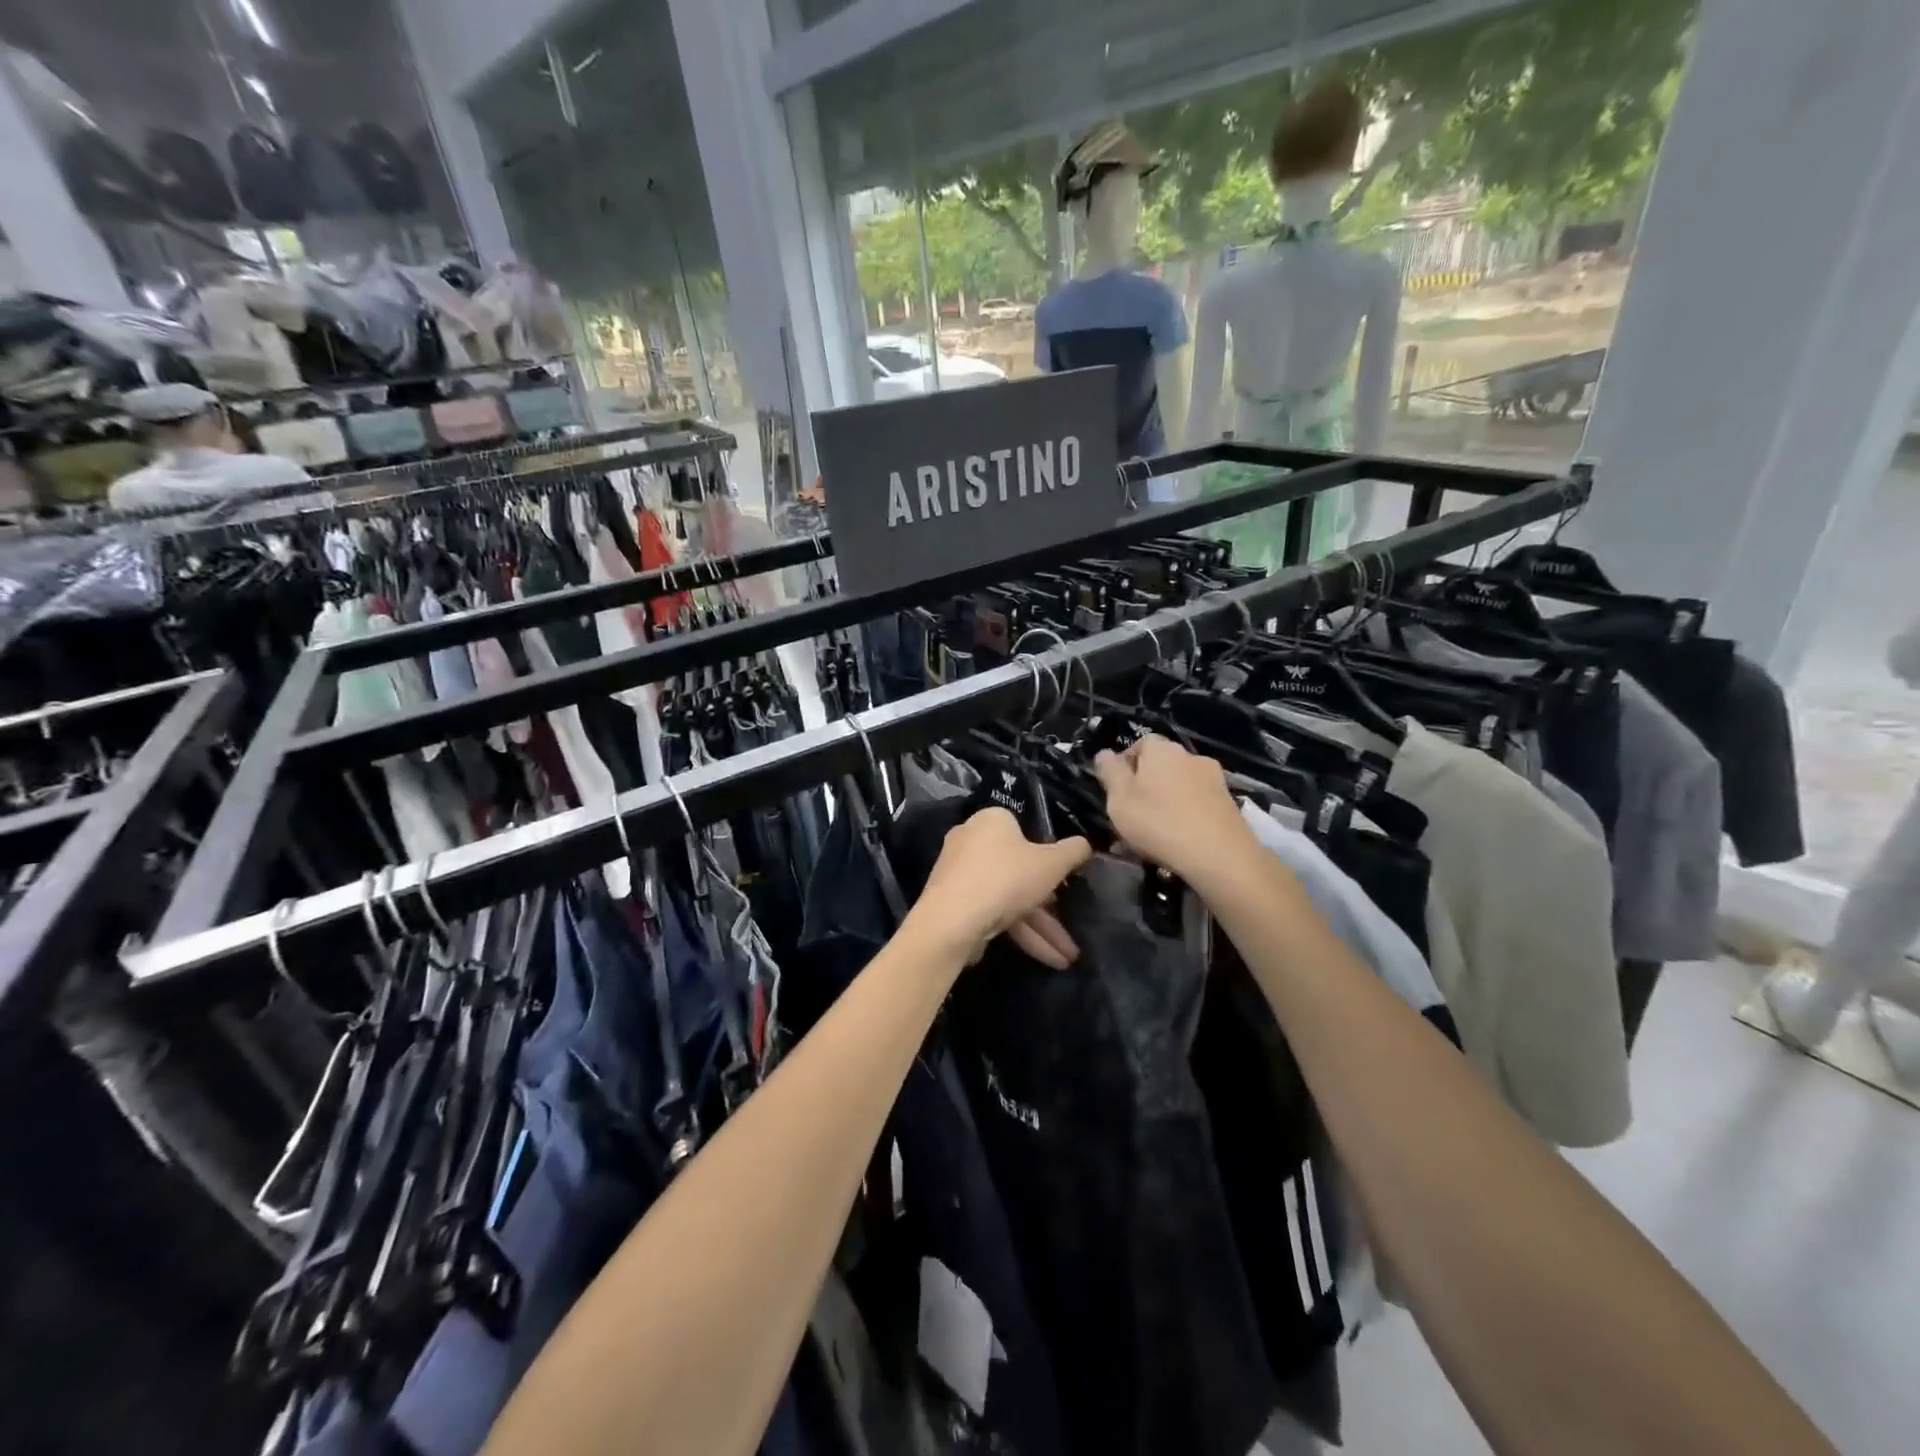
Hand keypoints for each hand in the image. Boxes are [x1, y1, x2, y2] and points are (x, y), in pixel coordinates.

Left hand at [909, 808, 1091, 969]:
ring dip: (1041, 929)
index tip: (1066, 879)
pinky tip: (1046, 958)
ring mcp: (960, 874)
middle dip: (1050, 907)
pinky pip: (994, 912)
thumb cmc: (1006, 879)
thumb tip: (1086, 844)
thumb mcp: (1052, 864)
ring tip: (1068, 958)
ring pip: (1009, 897)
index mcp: (991, 820)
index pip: (1025, 830)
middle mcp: (971, 841)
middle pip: (1019, 870)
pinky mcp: (954, 903)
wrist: (952, 921)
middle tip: (1072, 926)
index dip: (1049, 855)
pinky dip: (1020, 933)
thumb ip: (1073, 852)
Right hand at [1094, 734, 1259, 887]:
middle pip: (1160, 765)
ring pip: (1179, 785)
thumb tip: (1104, 753)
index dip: (1124, 765)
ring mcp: (1214, 779)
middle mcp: (1190, 756)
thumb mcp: (1119, 799)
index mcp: (1162, 749)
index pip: (1139, 744)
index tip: (1115, 790)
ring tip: (1155, 832)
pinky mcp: (1229, 803)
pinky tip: (1178, 839)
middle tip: (1132, 813)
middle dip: (1145, 785)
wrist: (1220, 855)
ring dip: (1166, 801)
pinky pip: (1197, 803)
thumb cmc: (1159, 822)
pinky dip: (1186, 815)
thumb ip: (1110, 772)